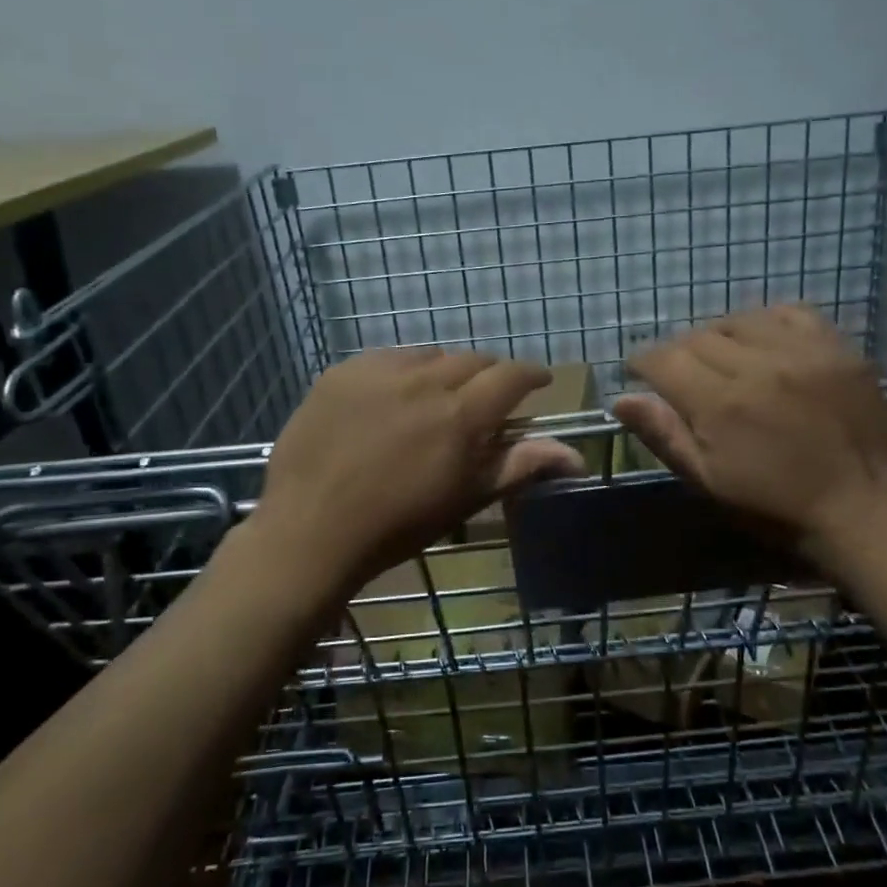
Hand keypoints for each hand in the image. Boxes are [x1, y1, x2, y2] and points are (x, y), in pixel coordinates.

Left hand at [254, 347, 583, 588]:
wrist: (310, 531)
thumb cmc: (397, 525)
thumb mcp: (466, 498)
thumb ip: (520, 466)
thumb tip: (577, 457)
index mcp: (461, 415)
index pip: (511, 376)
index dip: (531, 375)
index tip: (538, 383)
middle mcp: (424, 380)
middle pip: (472, 360)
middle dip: (489, 375)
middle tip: (487, 398)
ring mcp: (378, 371)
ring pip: (429, 355)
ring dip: (445, 370)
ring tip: (438, 396)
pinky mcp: (342, 372)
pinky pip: (386, 358)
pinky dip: (402, 371)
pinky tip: (393, 396)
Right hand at [613, 304, 886, 550]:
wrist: (862, 511)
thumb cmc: (774, 507)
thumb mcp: (708, 481)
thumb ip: (664, 435)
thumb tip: (619, 399)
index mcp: (721, 404)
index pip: (663, 359)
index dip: (643, 362)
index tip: (641, 372)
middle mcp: (758, 365)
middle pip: (698, 336)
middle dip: (680, 353)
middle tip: (686, 376)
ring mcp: (803, 352)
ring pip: (740, 320)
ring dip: (721, 336)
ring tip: (726, 359)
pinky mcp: (838, 347)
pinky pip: (790, 312)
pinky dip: (768, 322)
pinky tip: (766, 343)